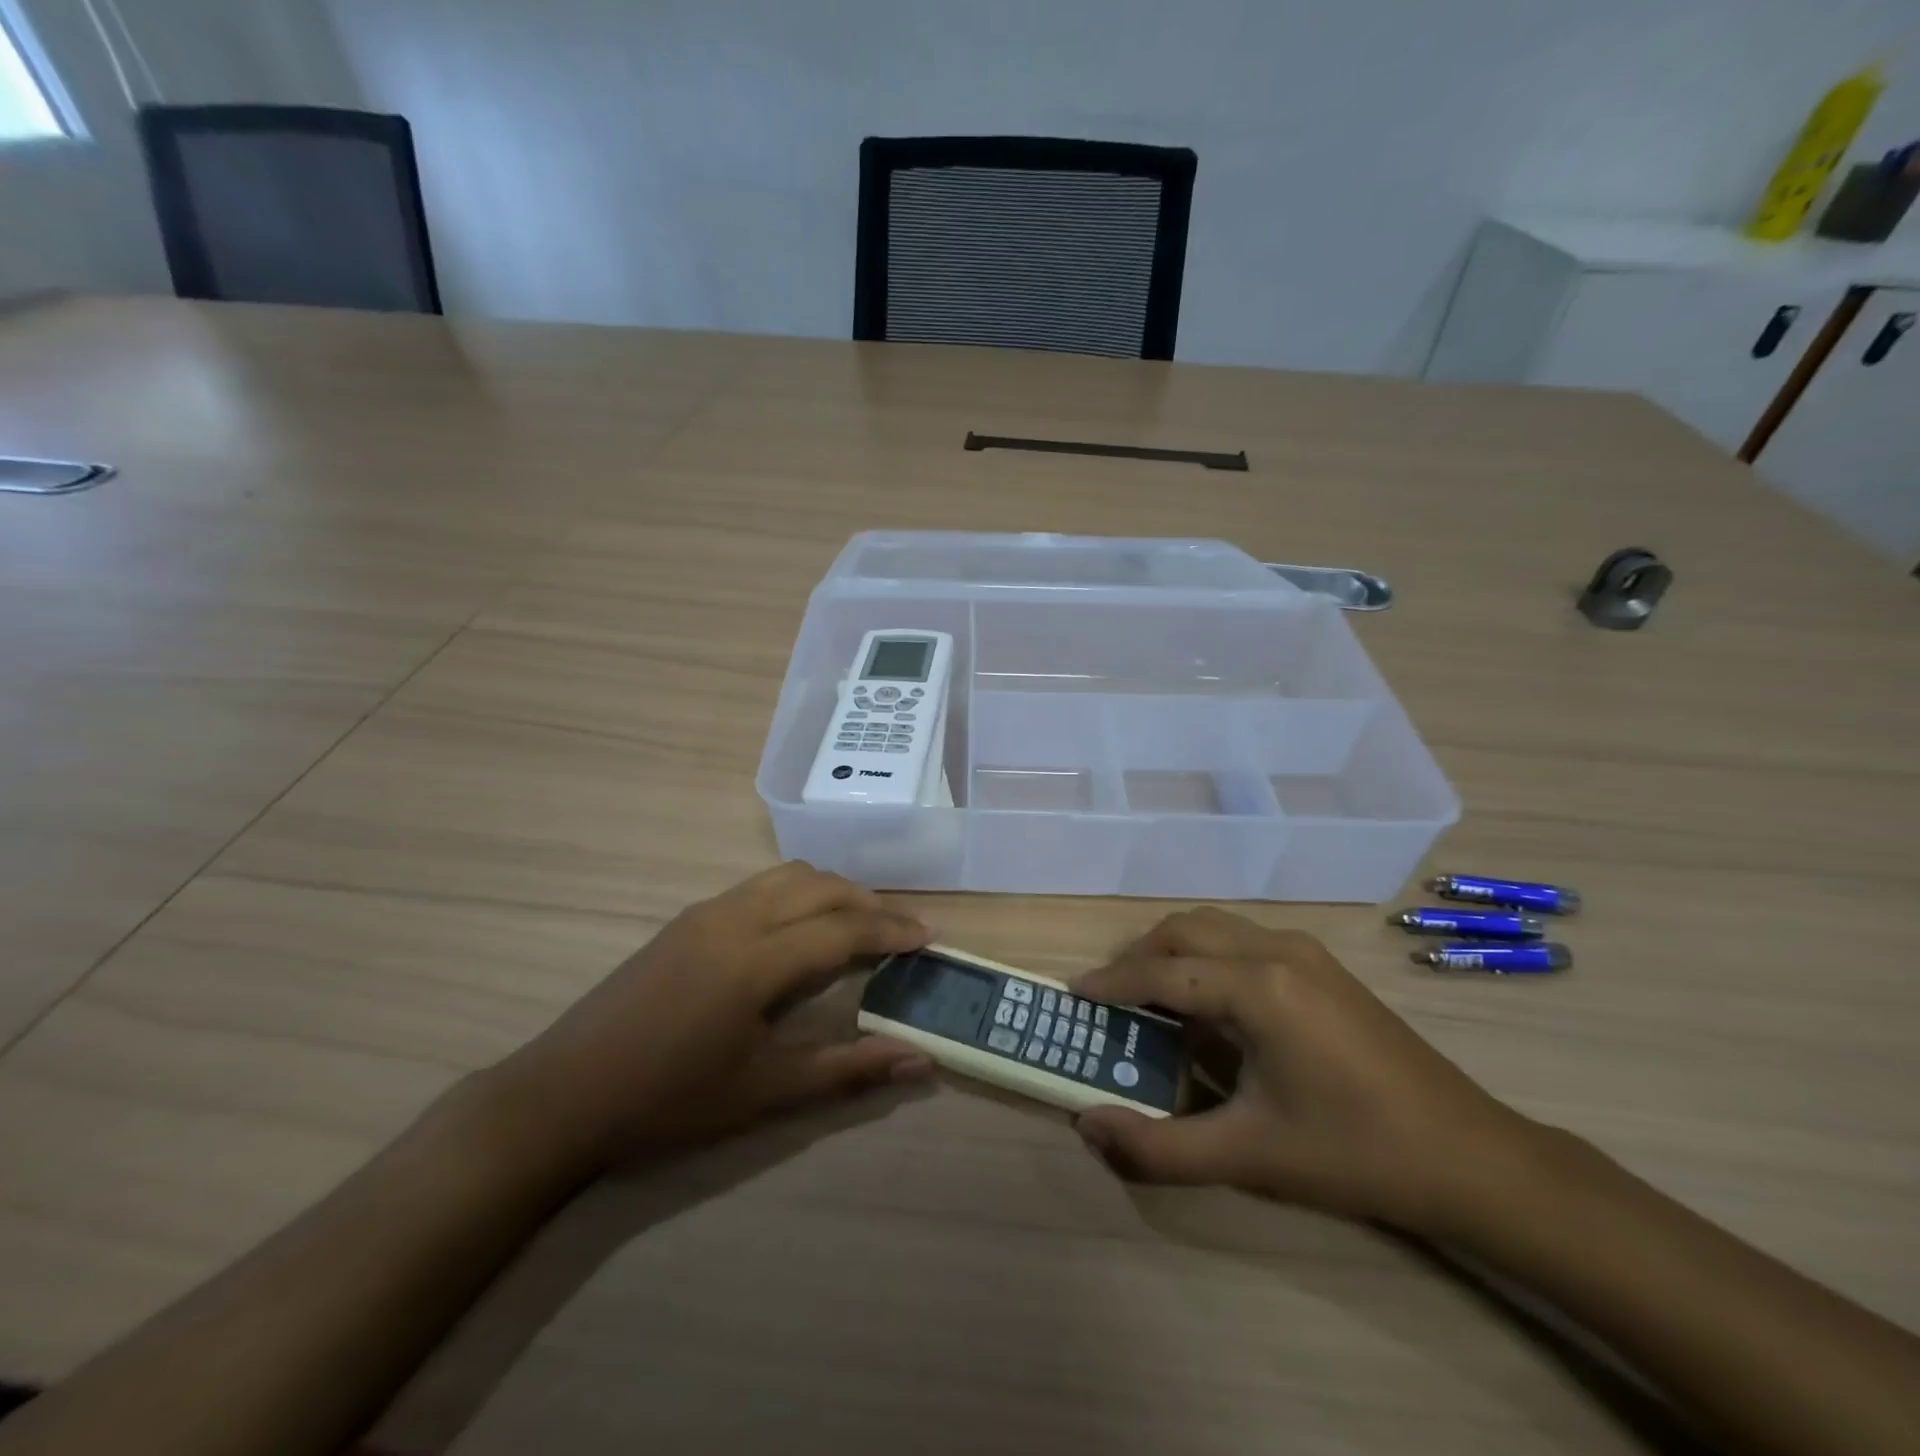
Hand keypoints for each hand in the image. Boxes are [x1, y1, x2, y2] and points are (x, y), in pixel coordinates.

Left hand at [488, 863, 934, 1174]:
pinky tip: (801, 930)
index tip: (929, 938)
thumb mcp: (765, 1091)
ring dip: (833, 892)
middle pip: (821, 887)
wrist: (564, 1094)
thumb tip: (921, 1061)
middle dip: (870, 903)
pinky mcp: (687, 918)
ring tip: (859, 925)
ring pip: (789, 877)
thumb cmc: (669, 1100)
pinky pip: (760, 886)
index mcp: (756, 960)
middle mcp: (736, 918)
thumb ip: (849, 1070)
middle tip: (903, 933)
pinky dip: (799, 894)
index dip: (892, 929)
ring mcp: (707, 912)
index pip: (843, 927)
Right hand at [1072, 908, 1538, 1234]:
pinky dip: (1206, 958)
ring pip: (1214, 927)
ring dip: (1172, 952)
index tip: (1075, 995)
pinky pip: (1242, 940)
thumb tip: (1088, 1126)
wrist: (1470, 1158)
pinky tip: (1209, 1006)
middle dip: (1138, 957)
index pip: (1162, 971)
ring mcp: (1304, 951)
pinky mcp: (1322, 965)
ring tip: (1150, 999)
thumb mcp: (1249, 1157)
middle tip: (1110, 999)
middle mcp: (1276, 948)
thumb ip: (1159, 1145)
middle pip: (1184, 931)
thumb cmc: (1354, 1153)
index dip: (1112, 982)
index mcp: (1258, 985)